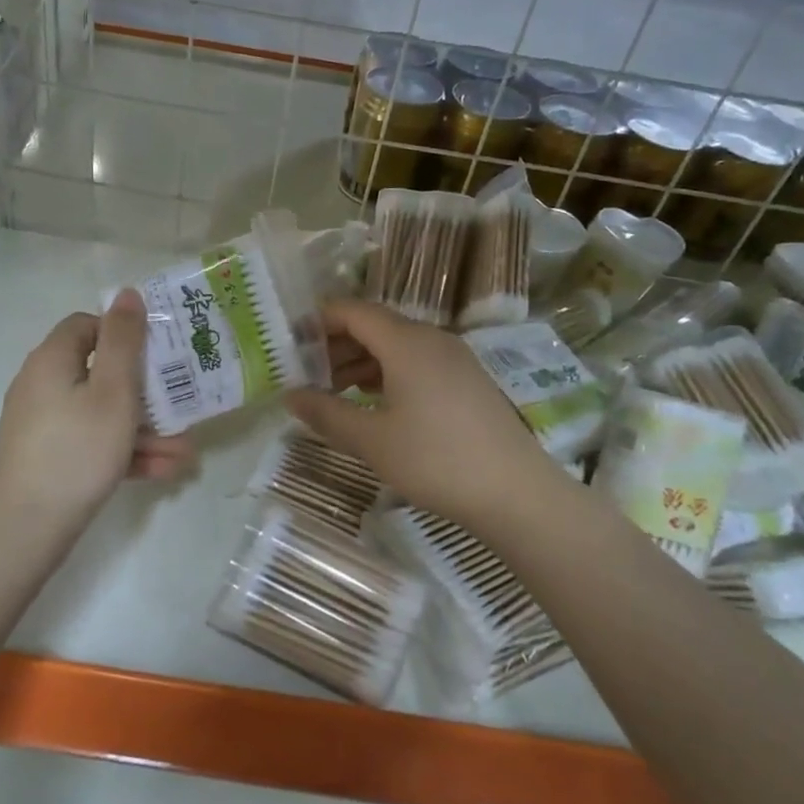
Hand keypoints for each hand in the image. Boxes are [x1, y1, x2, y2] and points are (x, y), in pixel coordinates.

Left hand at [0, 289, 194, 534]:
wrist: (25, 527)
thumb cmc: (77, 449)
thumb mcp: (113, 390)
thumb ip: (124, 340)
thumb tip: (126, 293)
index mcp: (53, 360)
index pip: (87, 325)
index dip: (124, 334)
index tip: (157, 355)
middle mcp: (43, 385)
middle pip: (101, 373)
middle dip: (147, 393)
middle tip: (183, 407)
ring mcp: (44, 425)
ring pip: (102, 414)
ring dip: (144, 429)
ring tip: (185, 452)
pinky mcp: (48, 457)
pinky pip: (92, 442)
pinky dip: (124, 452)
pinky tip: (163, 471)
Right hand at [285, 300, 565, 533]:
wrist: (515, 492)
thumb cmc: (435, 460)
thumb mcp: (371, 440)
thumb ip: (326, 412)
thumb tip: (289, 395)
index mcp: (406, 342)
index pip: (353, 311)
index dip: (319, 321)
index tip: (290, 342)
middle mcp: (431, 339)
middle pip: (375, 326)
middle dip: (336, 344)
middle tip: (305, 372)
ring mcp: (454, 359)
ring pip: (396, 346)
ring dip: (361, 361)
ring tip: (332, 390)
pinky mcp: (466, 381)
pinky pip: (417, 362)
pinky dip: (387, 373)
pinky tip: (373, 401)